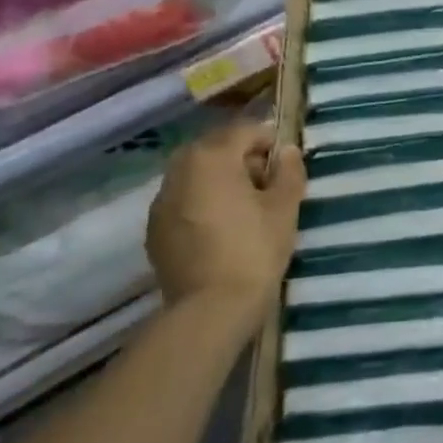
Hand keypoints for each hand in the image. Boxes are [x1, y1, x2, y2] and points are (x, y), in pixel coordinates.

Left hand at [146, 120, 304, 321]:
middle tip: (267, 182)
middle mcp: (179, 171)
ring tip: (245, 206)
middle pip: (215, 148)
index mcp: (211, 157)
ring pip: (195, 174)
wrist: (209, 311)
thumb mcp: (284, 207)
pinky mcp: (154, 231)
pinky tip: (221, 227)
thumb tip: (286, 151)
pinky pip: (183, 200)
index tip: (286, 163)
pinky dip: (202, 202)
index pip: (244, 130)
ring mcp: (161, 202)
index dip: (269, 141)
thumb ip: (288, 171)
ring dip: (220, 179)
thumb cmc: (253, 250)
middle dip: (241, 157)